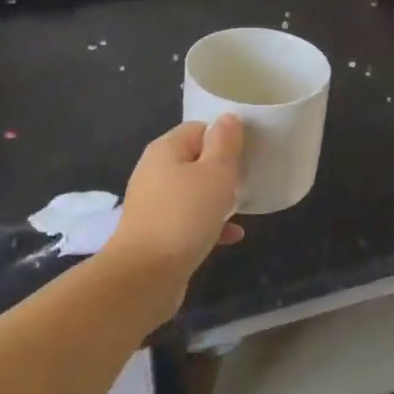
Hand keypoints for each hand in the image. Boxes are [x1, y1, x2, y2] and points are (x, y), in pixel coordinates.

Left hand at [106, 116, 244, 286]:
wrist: (145, 275)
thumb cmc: (185, 216)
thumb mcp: (215, 174)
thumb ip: (225, 144)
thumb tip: (227, 119)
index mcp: (165, 150)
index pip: (199, 129)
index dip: (225, 137)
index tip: (248, 152)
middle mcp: (155, 172)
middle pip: (195, 160)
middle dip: (222, 170)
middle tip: (247, 180)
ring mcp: (154, 204)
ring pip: (193, 192)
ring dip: (217, 199)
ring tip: (243, 207)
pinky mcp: (157, 233)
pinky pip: (188, 220)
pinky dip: (209, 225)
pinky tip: (232, 236)